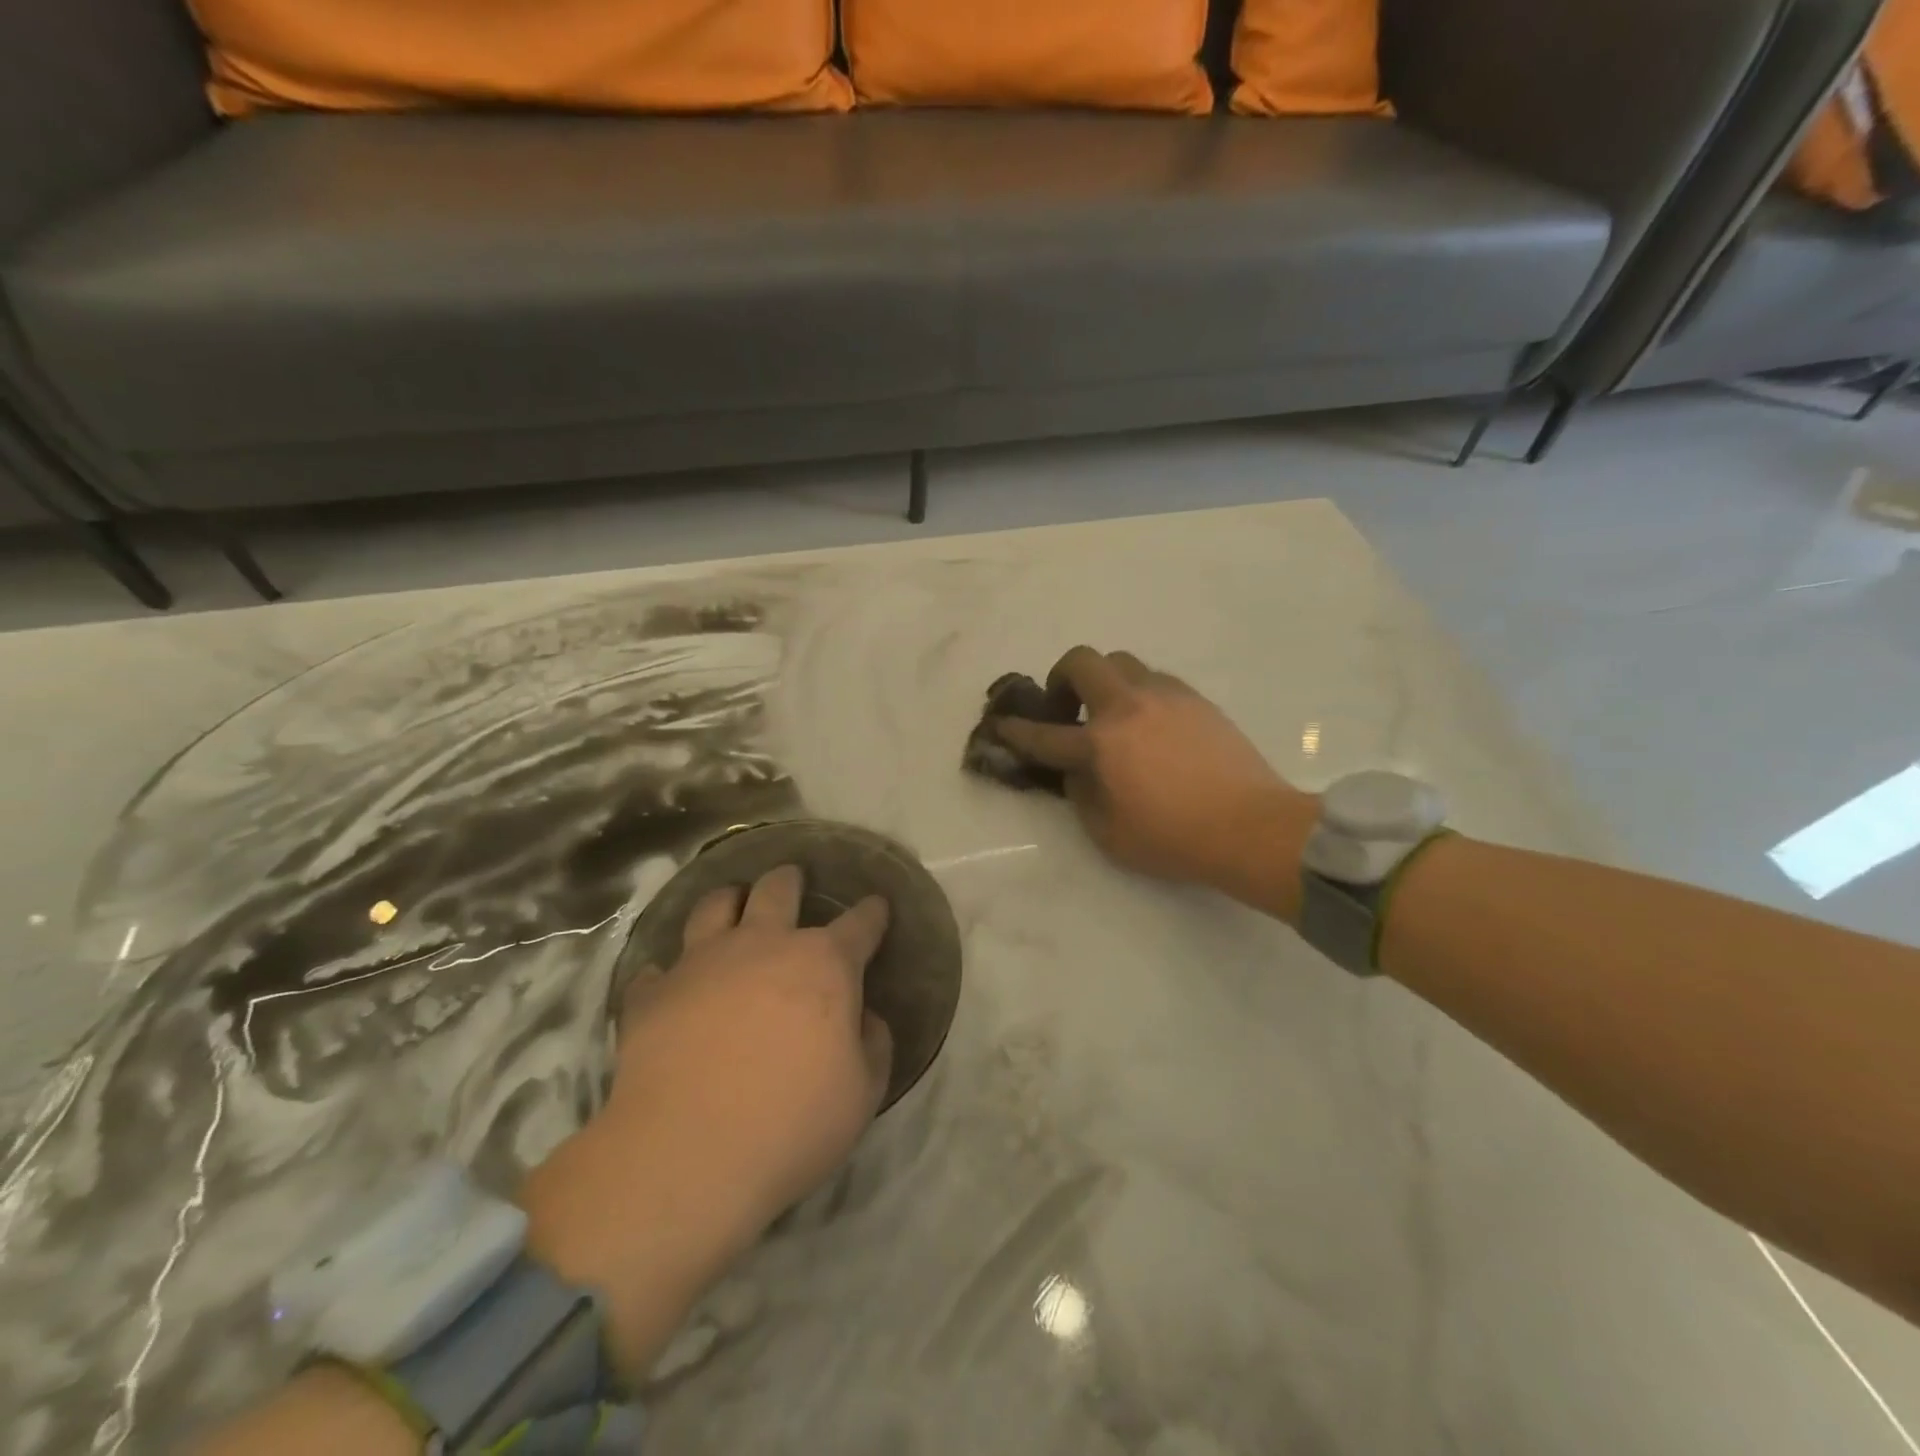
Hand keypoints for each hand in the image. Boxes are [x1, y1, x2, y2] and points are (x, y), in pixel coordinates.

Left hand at [609, 864, 894, 1233]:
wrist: (688, 1155)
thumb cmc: (793, 1122)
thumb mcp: (863, 1093)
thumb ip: (873, 1045)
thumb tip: (864, 1018)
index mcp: (823, 964)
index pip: (859, 924)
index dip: (872, 913)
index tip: (877, 905)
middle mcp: (763, 945)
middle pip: (778, 890)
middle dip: (790, 879)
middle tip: (792, 879)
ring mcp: (702, 963)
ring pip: (714, 907)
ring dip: (727, 900)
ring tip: (731, 902)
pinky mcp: (652, 994)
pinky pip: (656, 970)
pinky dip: (667, 974)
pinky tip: (667, 984)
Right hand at [993, 647, 1316, 910]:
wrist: (1251, 827)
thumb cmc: (1174, 839)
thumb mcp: (1108, 833)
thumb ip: (1080, 795)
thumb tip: (1077, 770)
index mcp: (1101, 743)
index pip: (1045, 733)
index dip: (1017, 730)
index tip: (1003, 724)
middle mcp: (1129, 706)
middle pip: (1083, 660)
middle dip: (1061, 676)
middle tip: (1066, 707)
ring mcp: (1166, 696)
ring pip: (1122, 662)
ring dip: (1104, 681)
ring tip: (1112, 715)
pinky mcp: (1196, 699)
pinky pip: (1155, 679)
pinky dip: (1139, 692)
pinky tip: (1149, 724)